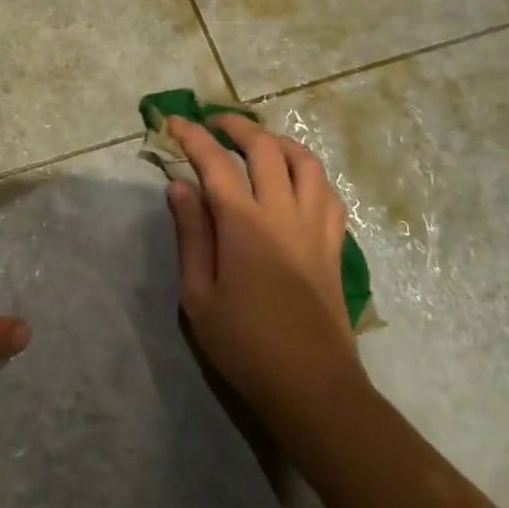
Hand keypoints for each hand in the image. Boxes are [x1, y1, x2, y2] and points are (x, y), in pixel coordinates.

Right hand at [164, 115, 363, 414]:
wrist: (312, 386)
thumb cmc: (244, 344)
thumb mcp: (198, 295)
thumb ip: (191, 234)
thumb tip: (179, 186)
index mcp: (245, 224)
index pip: (215, 163)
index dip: (192, 136)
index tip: (174, 122)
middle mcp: (284, 213)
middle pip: (266, 149)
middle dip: (237, 127)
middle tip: (214, 123)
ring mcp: (316, 227)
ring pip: (306, 163)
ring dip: (279, 142)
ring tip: (258, 143)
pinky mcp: (334, 245)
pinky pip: (328, 192)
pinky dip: (309, 174)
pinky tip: (295, 182)